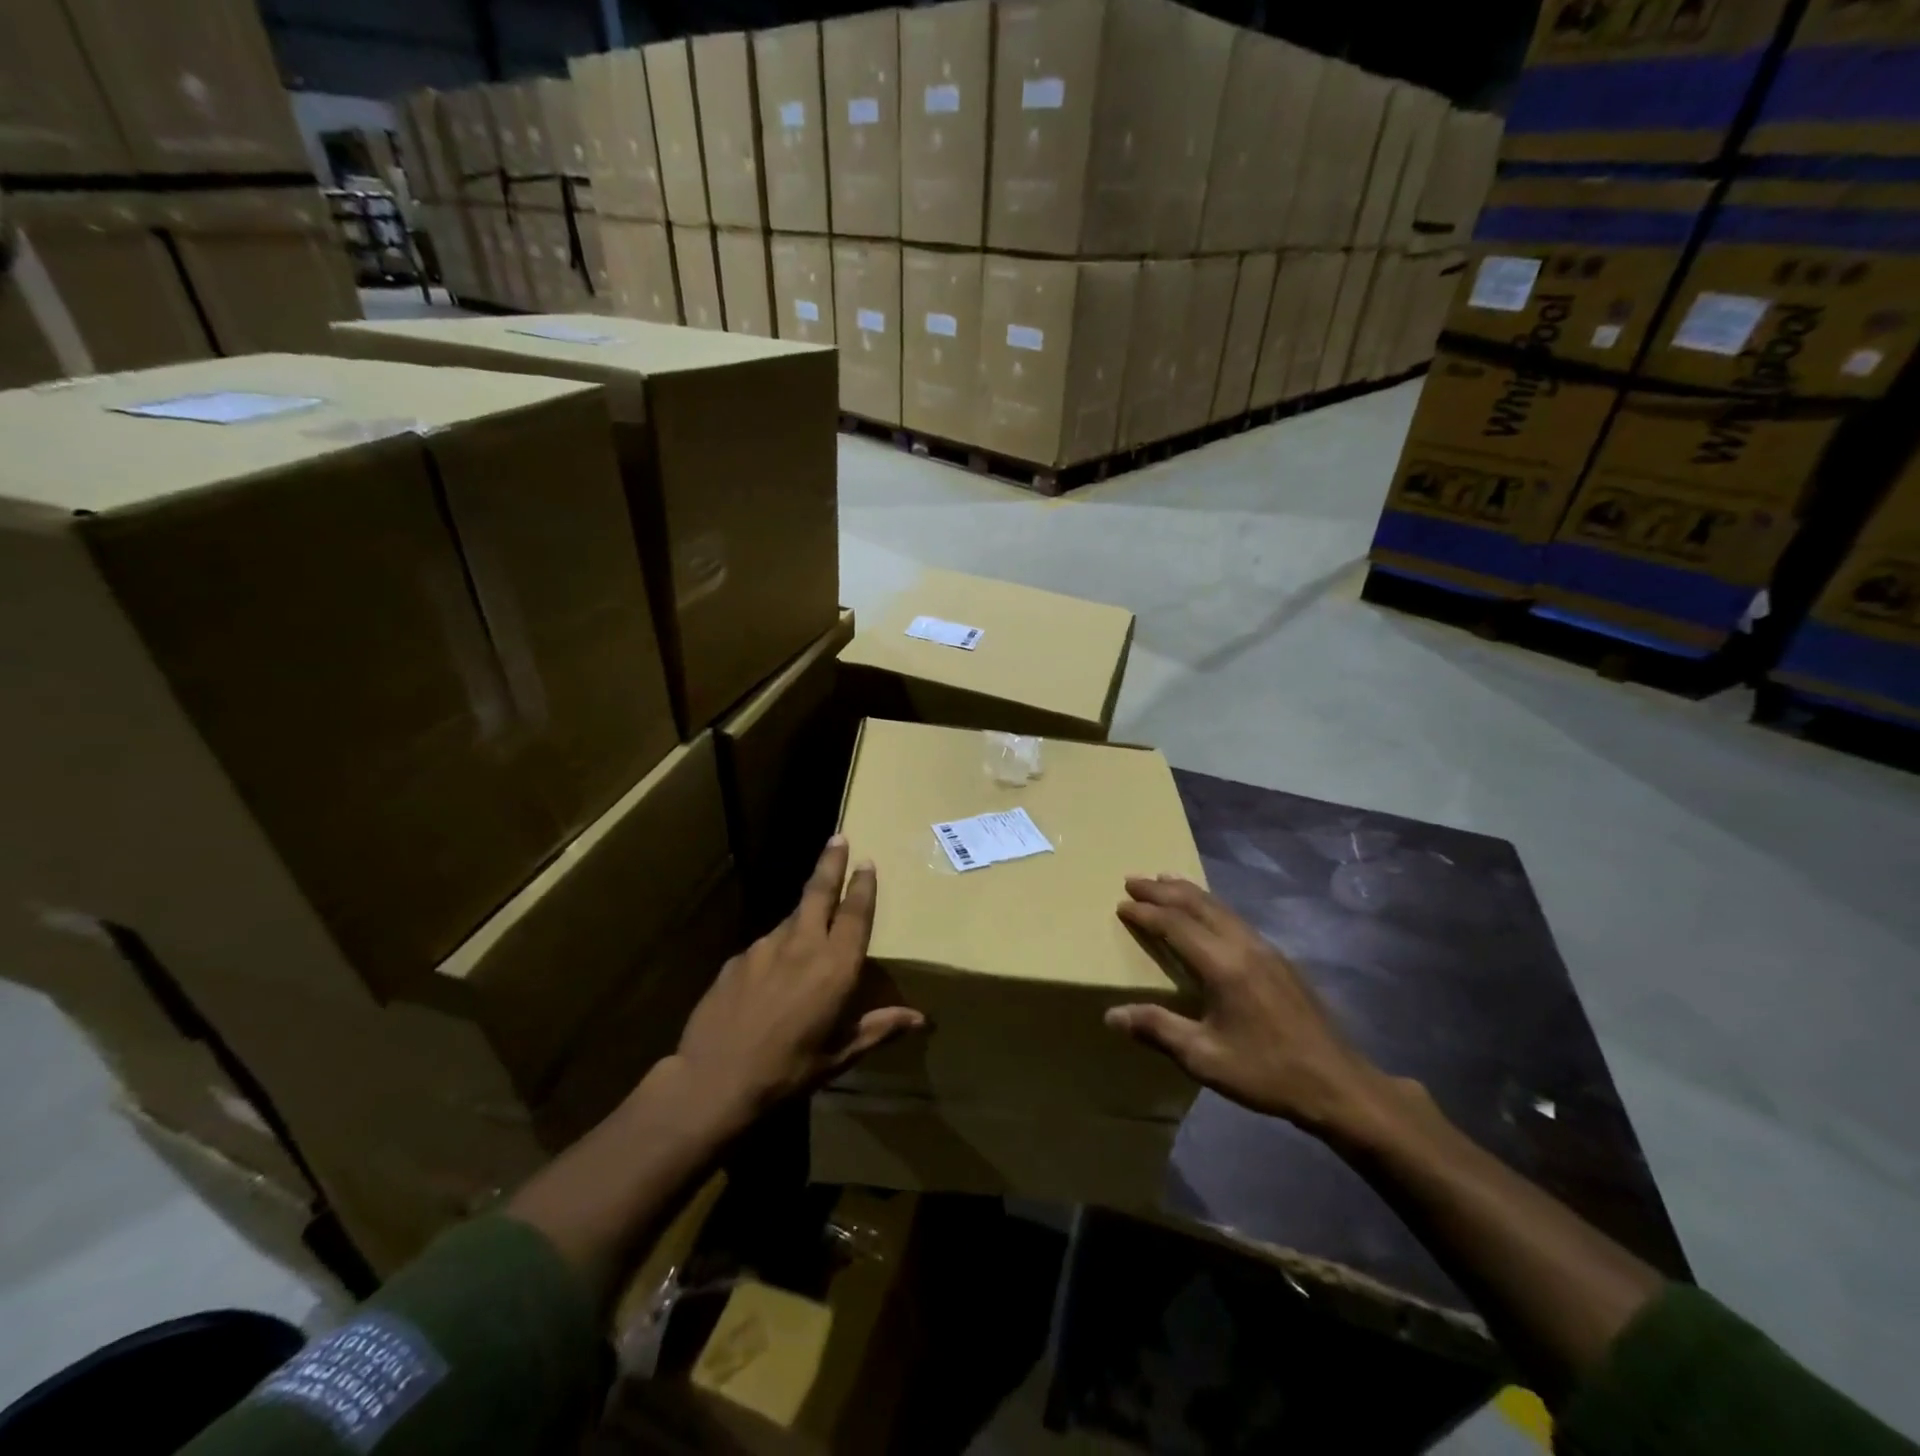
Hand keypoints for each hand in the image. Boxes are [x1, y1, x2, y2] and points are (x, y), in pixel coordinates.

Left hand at [669, 837, 923, 1133]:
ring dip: (803, 915)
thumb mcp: (840, 1055)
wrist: (712, 1081)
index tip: (867, 862)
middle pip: (819, 893)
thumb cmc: (787, 1072)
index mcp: (834, 967)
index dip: (863, 886)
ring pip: (790, 919)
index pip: (855, 914)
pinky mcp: (737, 959)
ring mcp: (764, 948)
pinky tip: (771, 975)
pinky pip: (765, 946)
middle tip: (838, 838)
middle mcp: (802, 946)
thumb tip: (920, 1018)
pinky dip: (777, 949)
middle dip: (831, 863)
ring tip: (808, 928)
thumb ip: (878, 1028)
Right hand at [1107, 875, 1397, 1140]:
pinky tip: (1206, 913)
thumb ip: (1158, 1029)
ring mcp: (1266, 949)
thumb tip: (1112, 1015)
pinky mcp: (1280, 960)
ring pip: (1220, 907)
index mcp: (1223, 965)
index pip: (1176, 925)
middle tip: (1133, 879)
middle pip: (1198, 904)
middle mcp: (1244, 946)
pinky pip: (1235, 918)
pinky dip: (1210, 905)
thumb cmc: (1267, 1072)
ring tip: (1163, 881)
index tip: (1121, 903)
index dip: (1146, 912)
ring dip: (1187, 892)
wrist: (1338, 1084)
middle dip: (1162, 889)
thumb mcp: (1205, 1058)